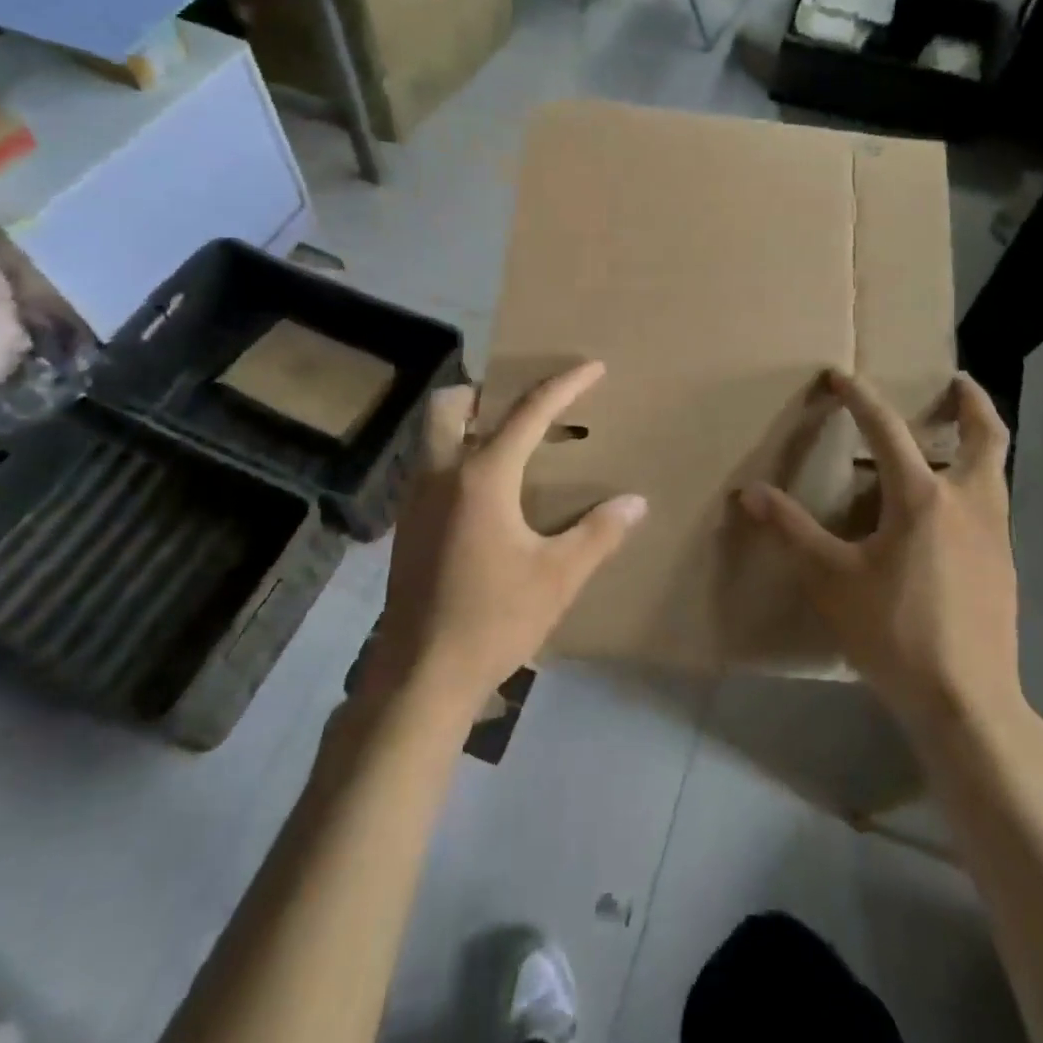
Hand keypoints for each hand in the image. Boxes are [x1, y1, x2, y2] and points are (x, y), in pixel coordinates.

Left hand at [366, 361, 646, 713]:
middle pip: (451, 405)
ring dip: (468, 423)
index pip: (528, 413)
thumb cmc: (494, 618)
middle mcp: (442, 474)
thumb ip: (599, 533)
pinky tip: (485, 493)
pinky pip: (430, 466)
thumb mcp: (558, 577)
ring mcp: (416, 499)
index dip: (564, 385)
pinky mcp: (406, 525)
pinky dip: (456, 456)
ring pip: (434, 435)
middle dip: (485, 391)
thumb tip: (635, 501)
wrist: (421, 675)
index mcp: (482, 477)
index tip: (592, 367)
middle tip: (522, 406)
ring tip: (508, 444)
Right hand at [740, 370, 1024, 736]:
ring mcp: (994, 533)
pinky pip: (993, 502)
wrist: (968, 701)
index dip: (860, 397)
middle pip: (985, 435)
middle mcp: (967, 502)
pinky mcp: (1005, 563)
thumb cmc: (894, 632)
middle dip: (971, 401)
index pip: (887, 429)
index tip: (840, 376)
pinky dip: (976, 481)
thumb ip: (792, 530)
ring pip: (996, 469)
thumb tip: (750, 492)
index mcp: (921, 497)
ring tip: (953, 435)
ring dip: (977, 441)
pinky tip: (949, 508)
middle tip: (956, 380)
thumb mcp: (832, 580)